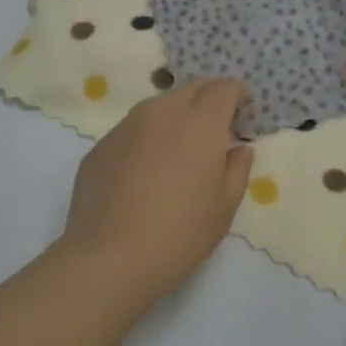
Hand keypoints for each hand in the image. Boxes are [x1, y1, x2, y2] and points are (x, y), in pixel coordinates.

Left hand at [59, 78, 253, 310]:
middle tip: (215, 131)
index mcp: (201, 122)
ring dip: (177, 117)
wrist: (108, 258)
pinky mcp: (102, 144)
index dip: (238, 97)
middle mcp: (164, 111)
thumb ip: (238, 169)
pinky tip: (144, 174)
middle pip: (193, 88)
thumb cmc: (179, 233)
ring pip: (160, 105)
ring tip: (178, 153)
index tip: (242, 117)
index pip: (225, 87)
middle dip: (209, 100)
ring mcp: (128, 125)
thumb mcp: (224, 207)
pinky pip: (133, 130)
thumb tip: (239, 149)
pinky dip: (147, 139)